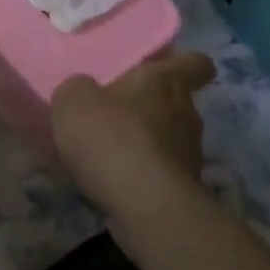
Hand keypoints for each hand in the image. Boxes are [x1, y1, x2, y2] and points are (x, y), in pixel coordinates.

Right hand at [52, 50, 215, 220]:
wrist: (144, 206)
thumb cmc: (113, 138)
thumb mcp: (74, 100)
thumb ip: (79, 90)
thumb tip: (85, 93)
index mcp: (165, 81)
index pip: (195, 63)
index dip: (184, 63)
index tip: (165, 69)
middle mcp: (186, 114)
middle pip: (179, 103)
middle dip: (154, 108)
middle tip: (121, 114)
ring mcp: (190, 156)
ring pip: (171, 141)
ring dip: (148, 144)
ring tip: (113, 155)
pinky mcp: (185, 192)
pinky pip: (162, 175)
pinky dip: (144, 177)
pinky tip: (116, 184)